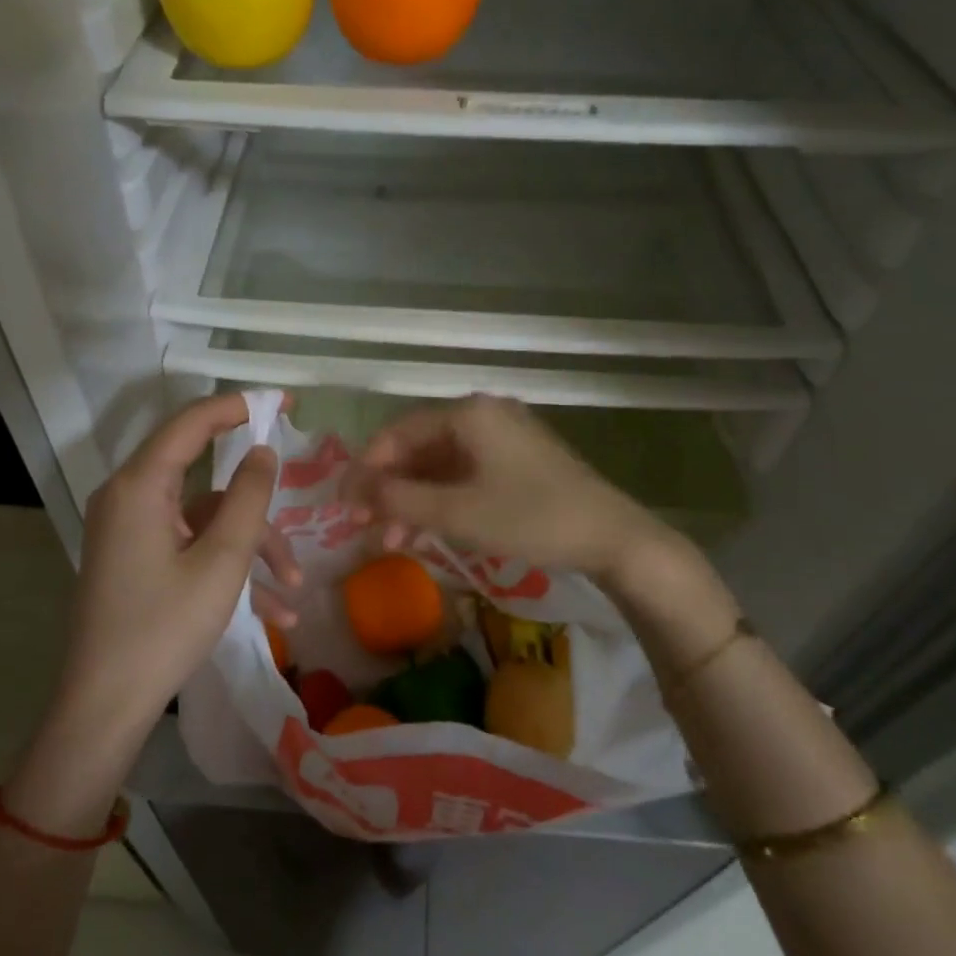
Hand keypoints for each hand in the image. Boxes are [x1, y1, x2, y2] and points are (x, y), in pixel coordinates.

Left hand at [56, 392, 298, 734]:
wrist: (103, 708)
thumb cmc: (164, 628)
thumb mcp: (221, 562)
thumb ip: (247, 497)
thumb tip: (263, 451)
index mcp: (139, 486)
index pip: (191, 423)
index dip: (238, 406)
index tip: (283, 404)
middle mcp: (128, 499)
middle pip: (205, 481)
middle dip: (256, 510)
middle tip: (299, 512)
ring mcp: (130, 532)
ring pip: (205, 521)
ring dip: (250, 550)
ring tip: (291, 590)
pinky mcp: (135, 560)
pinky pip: (189, 547)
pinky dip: (226, 568)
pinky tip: (270, 612)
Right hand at [339, 395, 665, 579]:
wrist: (612, 538)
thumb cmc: (530, 518)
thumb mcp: (457, 512)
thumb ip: (398, 499)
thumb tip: (352, 489)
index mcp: (467, 414)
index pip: (397, 433)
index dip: (365, 468)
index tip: (343, 504)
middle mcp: (482, 416)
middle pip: (417, 448)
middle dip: (387, 489)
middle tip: (362, 525)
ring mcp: (502, 439)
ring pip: (439, 466)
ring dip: (411, 501)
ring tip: (390, 541)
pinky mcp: (516, 463)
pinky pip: (464, 475)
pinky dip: (440, 502)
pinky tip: (424, 532)